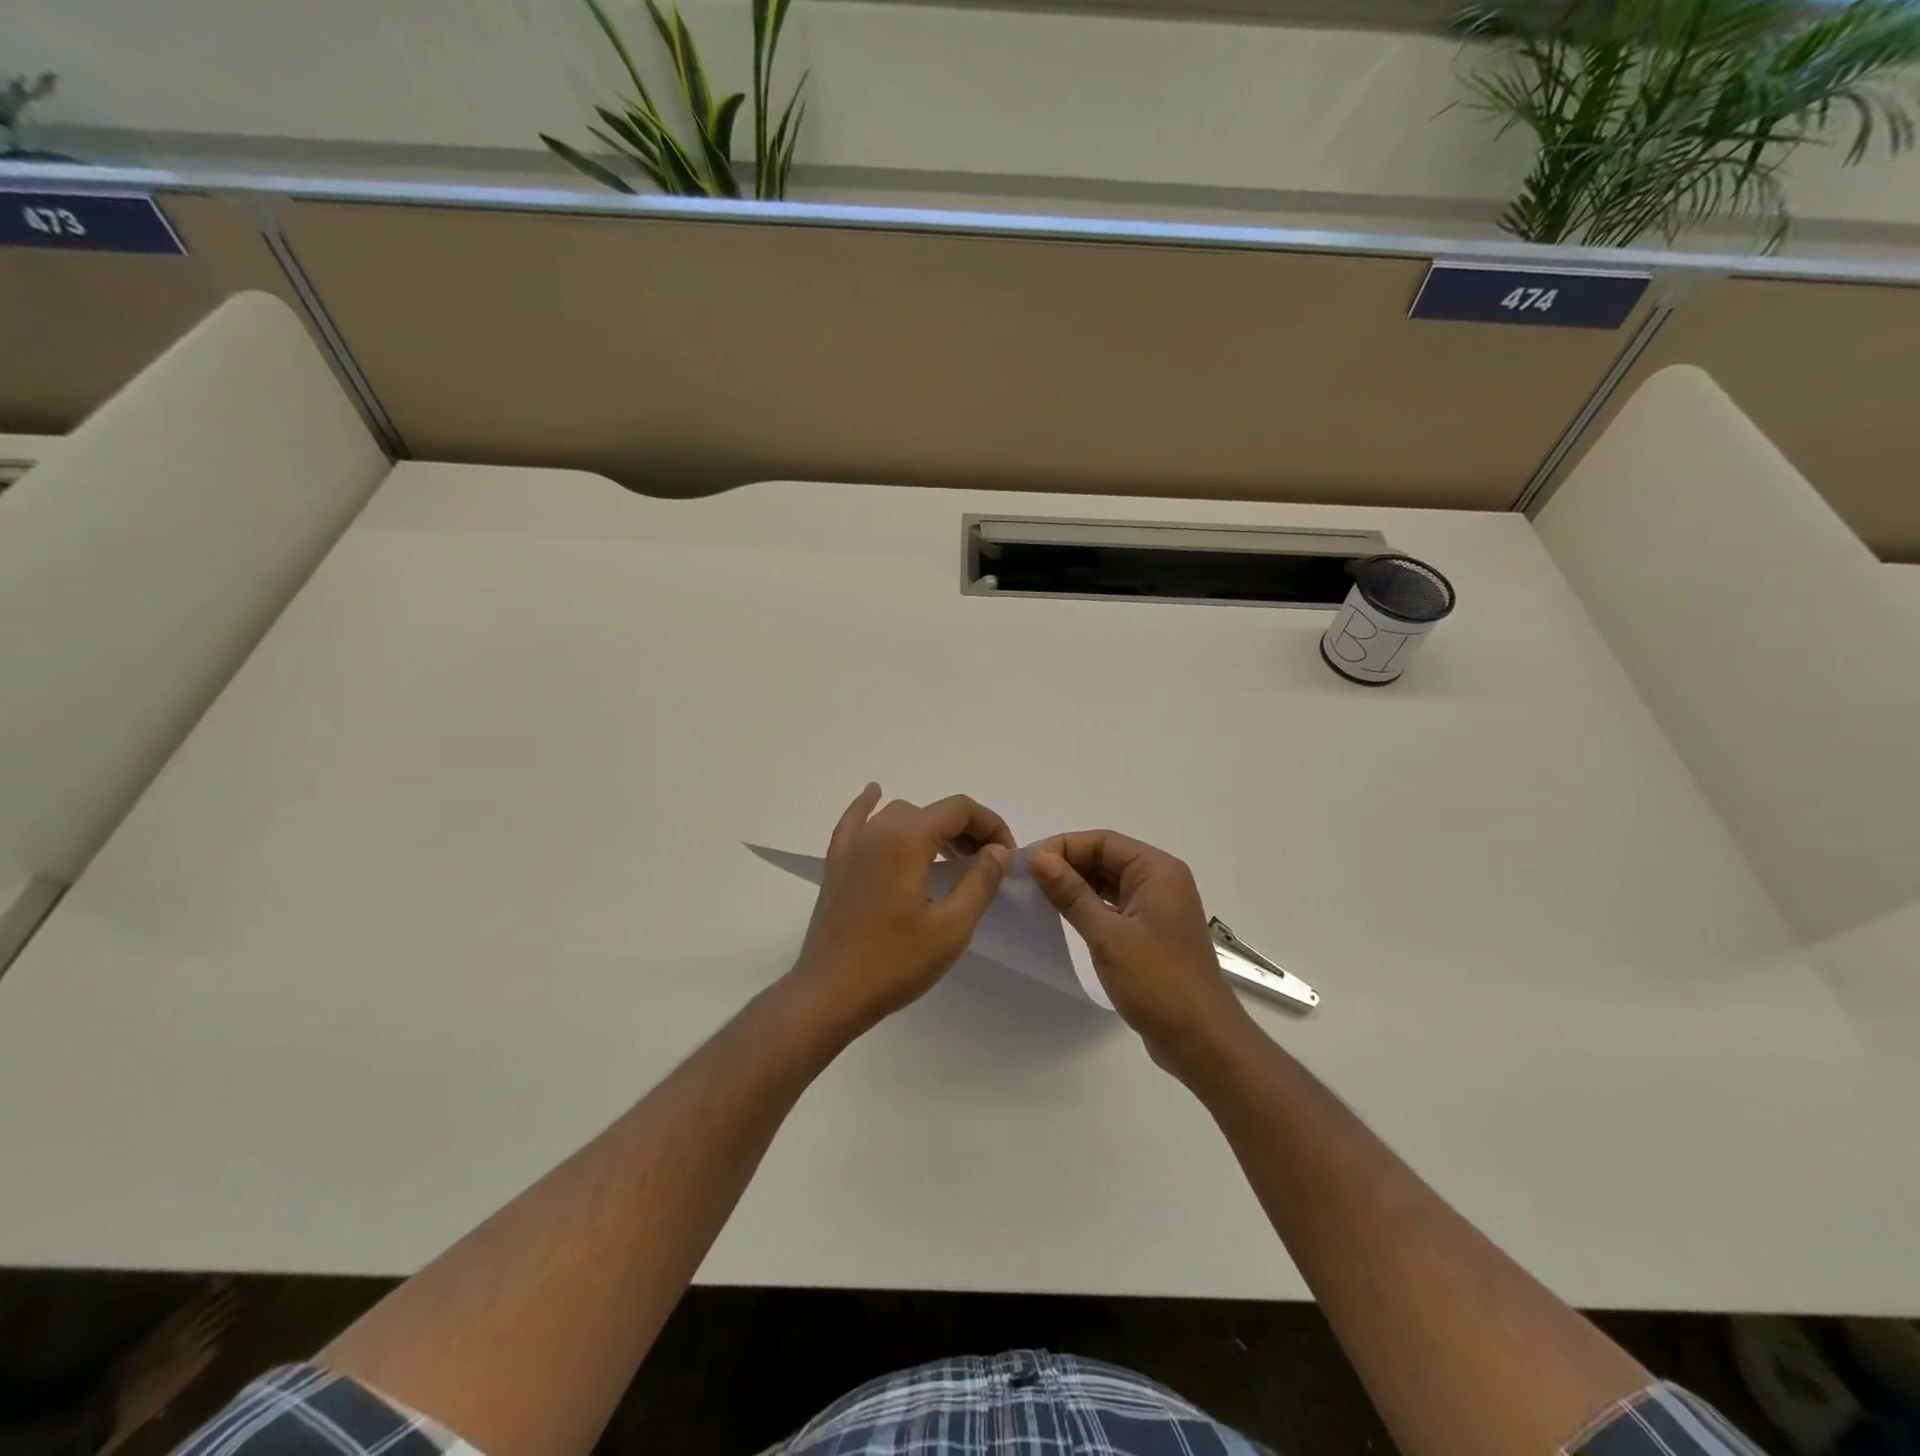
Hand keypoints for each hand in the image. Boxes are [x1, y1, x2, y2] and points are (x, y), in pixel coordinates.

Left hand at [790, 785, 1014, 1031]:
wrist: (829, 993)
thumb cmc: (894, 962)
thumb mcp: (951, 927)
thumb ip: (979, 882)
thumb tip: (996, 851)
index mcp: (907, 839)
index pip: (959, 809)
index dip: (990, 825)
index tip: (1006, 856)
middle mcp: (877, 830)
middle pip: (931, 811)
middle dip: (965, 829)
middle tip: (985, 863)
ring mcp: (852, 845)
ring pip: (899, 815)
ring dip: (930, 827)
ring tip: (950, 856)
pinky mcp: (837, 863)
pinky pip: (855, 821)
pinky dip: (869, 806)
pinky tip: (874, 794)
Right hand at [1029, 831, 1251, 1080]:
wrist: (1201, 1040)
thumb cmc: (1158, 982)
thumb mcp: (1108, 935)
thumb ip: (1072, 894)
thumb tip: (1039, 859)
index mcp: (1157, 870)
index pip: (1103, 841)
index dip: (1063, 846)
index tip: (1027, 862)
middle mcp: (1160, 881)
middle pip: (1106, 857)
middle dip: (1067, 864)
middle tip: (1026, 879)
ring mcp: (1157, 907)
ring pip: (1108, 882)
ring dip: (1076, 885)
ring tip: (1036, 894)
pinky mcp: (1151, 932)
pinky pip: (1114, 905)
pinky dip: (1089, 906)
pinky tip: (1062, 915)